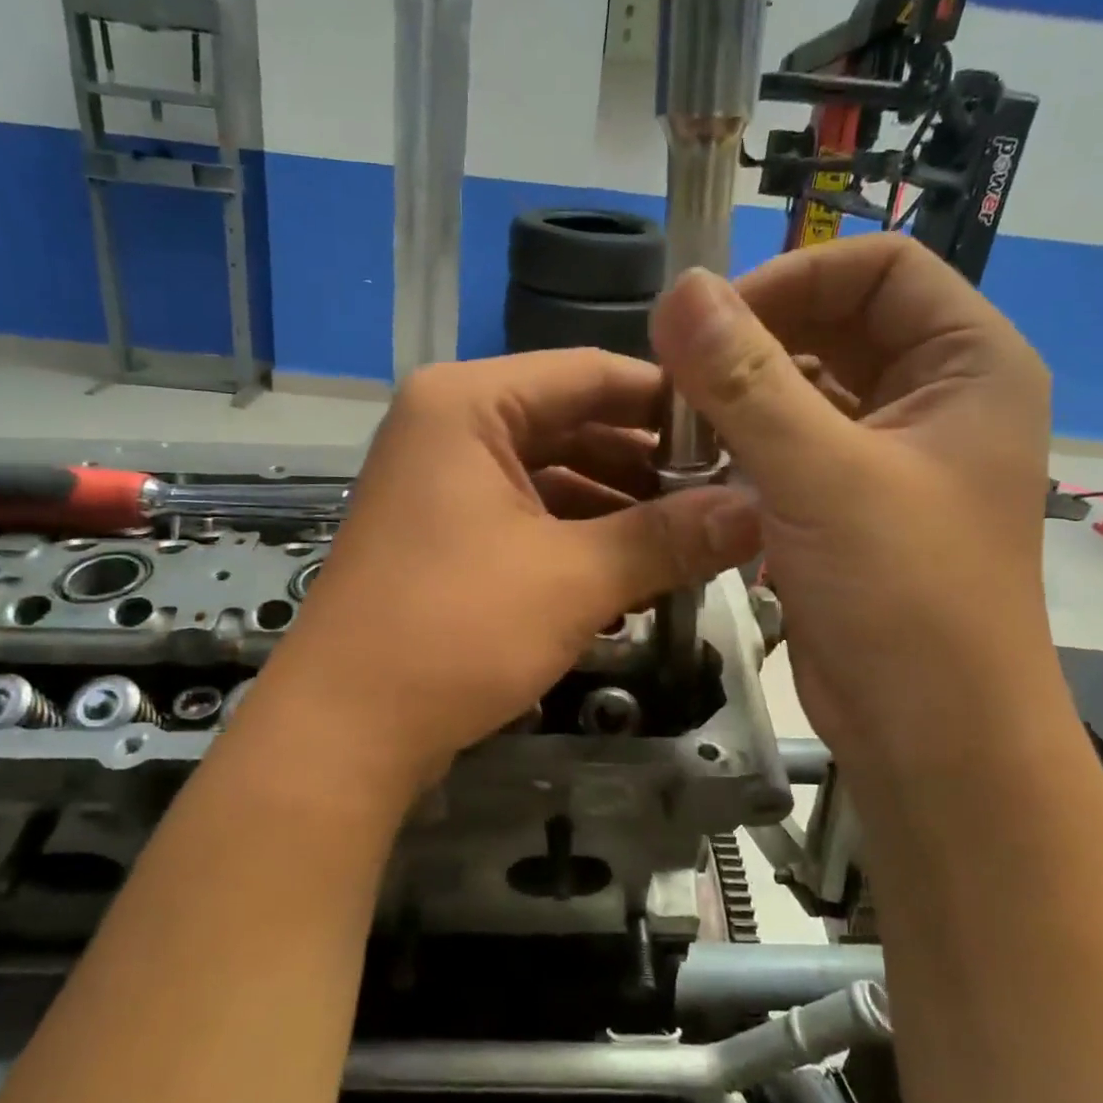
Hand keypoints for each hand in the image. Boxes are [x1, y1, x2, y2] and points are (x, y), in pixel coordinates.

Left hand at [253, 350, 761, 804]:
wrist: (344, 730)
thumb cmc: (454, 632)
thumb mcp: (574, 579)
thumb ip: (668, 537)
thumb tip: (757, 510)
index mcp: (468, 404)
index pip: (591, 373)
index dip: (670, 402)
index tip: (740, 434)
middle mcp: (449, 428)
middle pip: (572, 423)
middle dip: (648, 465)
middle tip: (726, 498)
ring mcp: (442, 482)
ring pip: (553, 475)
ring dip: (619, 508)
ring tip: (693, 540)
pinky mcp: (444, 534)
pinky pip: (527, 516)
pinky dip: (579, 539)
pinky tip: (636, 571)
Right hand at [648, 234, 1053, 770]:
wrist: (930, 733)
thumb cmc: (903, 596)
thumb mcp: (820, 476)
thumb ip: (747, 379)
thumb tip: (681, 289)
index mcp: (968, 365)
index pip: (880, 268)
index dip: (795, 276)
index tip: (713, 321)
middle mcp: (937, 399)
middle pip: (840, 324)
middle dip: (759, 337)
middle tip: (681, 368)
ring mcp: (893, 456)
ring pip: (809, 389)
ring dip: (746, 395)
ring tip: (682, 418)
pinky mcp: (853, 506)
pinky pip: (794, 446)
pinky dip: (748, 445)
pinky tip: (702, 465)